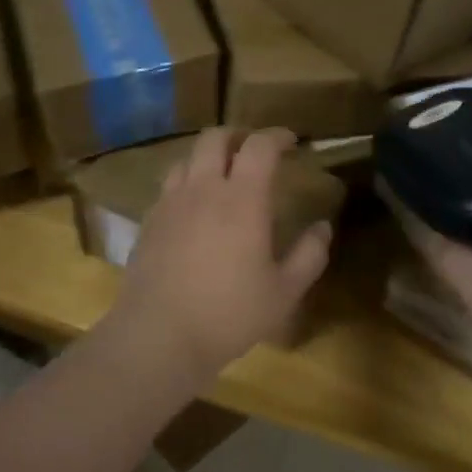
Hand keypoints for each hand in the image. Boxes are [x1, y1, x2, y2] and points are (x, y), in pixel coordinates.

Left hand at [106, 128, 332, 389]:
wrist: (159, 335)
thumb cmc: (229, 314)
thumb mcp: (284, 292)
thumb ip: (309, 255)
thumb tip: (323, 227)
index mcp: (242, 199)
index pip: (259, 146)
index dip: (277, 136)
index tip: (291, 141)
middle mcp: (203, 189)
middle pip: (215, 138)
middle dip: (238, 135)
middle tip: (255, 151)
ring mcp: (170, 203)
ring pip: (187, 158)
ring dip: (209, 157)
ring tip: (223, 176)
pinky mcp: (149, 222)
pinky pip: (169, 186)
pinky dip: (187, 183)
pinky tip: (194, 209)